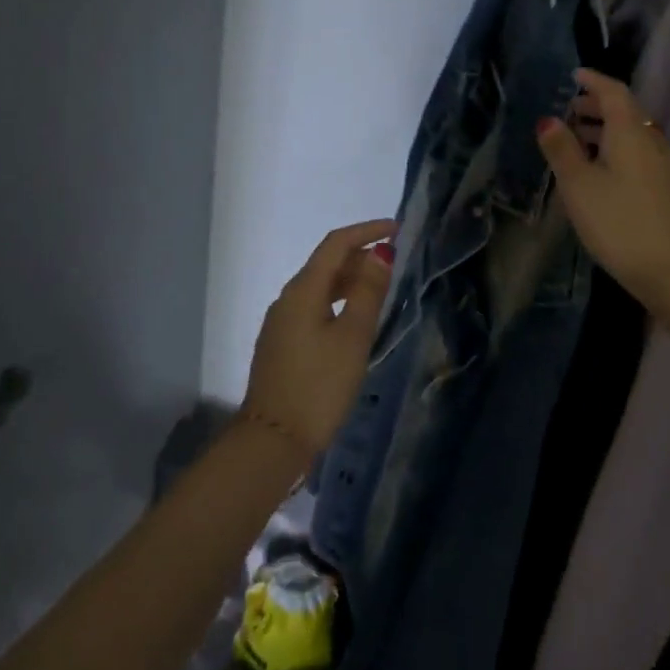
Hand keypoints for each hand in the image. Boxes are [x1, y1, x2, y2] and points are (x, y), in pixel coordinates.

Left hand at [243, 219, 397, 461]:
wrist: (274, 440)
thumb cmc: (319, 386)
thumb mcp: (352, 338)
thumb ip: (367, 293)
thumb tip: (380, 253)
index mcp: (302, 291)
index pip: (335, 244)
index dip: (366, 232)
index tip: (396, 230)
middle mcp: (287, 299)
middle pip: (325, 264)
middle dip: (359, 256)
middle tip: (394, 263)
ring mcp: (281, 323)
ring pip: (319, 288)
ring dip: (349, 280)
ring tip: (380, 289)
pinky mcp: (282, 344)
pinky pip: (313, 308)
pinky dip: (337, 302)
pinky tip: (354, 320)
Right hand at [537, 67, 669, 304]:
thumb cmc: (619, 222)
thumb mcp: (578, 185)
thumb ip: (561, 150)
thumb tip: (548, 119)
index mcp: (631, 133)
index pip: (614, 92)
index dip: (593, 81)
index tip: (574, 75)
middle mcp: (653, 141)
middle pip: (626, 112)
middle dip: (597, 106)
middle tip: (569, 110)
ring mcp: (665, 167)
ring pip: (634, 134)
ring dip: (606, 129)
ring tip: (579, 140)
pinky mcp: (669, 190)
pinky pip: (640, 154)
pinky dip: (617, 149)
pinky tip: (602, 171)